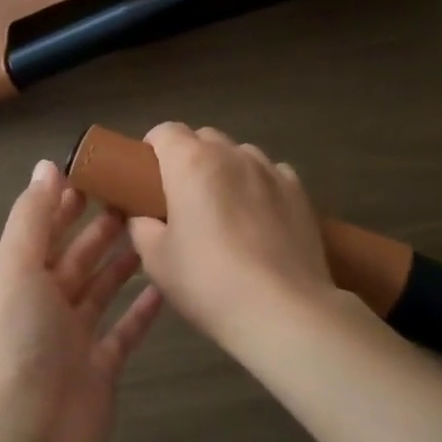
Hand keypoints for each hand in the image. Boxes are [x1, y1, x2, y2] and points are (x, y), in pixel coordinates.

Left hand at [0, 160, 163, 441]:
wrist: (26, 437)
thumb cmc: (18, 342)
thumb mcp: (16, 268)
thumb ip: (33, 218)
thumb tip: (45, 165)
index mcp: (19, 276)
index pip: (46, 226)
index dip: (71, 198)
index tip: (107, 169)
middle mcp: (45, 302)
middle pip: (79, 256)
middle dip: (105, 225)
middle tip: (145, 196)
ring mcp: (74, 336)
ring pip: (104, 289)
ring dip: (125, 261)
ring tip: (159, 230)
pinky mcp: (102, 366)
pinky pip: (125, 329)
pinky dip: (143, 309)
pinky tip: (167, 285)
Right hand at [126, 123, 335, 349]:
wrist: (282, 311)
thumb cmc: (208, 282)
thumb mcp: (156, 260)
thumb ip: (141, 226)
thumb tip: (143, 217)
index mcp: (191, 163)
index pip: (165, 131)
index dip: (152, 148)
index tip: (148, 177)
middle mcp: (232, 155)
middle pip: (204, 138)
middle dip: (188, 158)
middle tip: (181, 197)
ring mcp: (271, 170)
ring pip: (240, 154)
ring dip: (225, 170)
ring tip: (223, 208)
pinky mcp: (299, 192)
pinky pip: (271, 174)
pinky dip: (258, 185)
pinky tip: (258, 218)